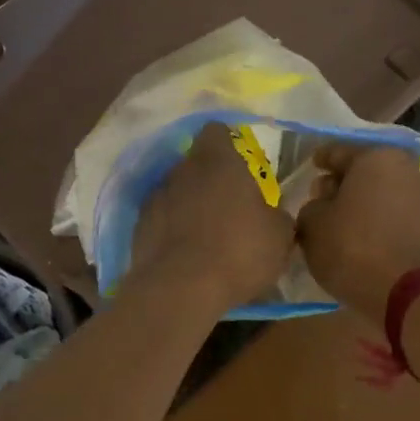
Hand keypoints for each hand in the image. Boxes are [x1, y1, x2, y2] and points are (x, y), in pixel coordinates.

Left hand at [129, 123, 295, 313]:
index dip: (229, 144)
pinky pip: (161, 218)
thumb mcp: (279, 236)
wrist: (180, 289)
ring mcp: (156, 197)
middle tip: (230, 205)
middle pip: (196, 162)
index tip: (241, 165)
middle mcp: (183, 170)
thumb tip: (271, 213)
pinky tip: (186, 253)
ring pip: (176, 190)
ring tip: (206, 233)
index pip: (217, 131)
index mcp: (219, 161)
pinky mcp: (139, 226)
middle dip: (210, 178)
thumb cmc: (239, 252)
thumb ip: (276, 215)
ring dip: (190, 204)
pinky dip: (172, 228)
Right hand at [296, 144, 419, 324]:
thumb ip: (311, 206)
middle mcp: (404, 166)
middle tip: (319, 198)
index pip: (337, 152)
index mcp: (374, 156)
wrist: (402, 290)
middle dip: (340, 182)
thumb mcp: (312, 224)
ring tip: (335, 220)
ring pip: (378, 191)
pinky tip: (356, 233)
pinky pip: (391, 211)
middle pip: (362, 170)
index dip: (319, 160)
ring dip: (358, 201)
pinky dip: (374, 217)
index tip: (308, 166)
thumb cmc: (351, 246)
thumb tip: (322, 206)